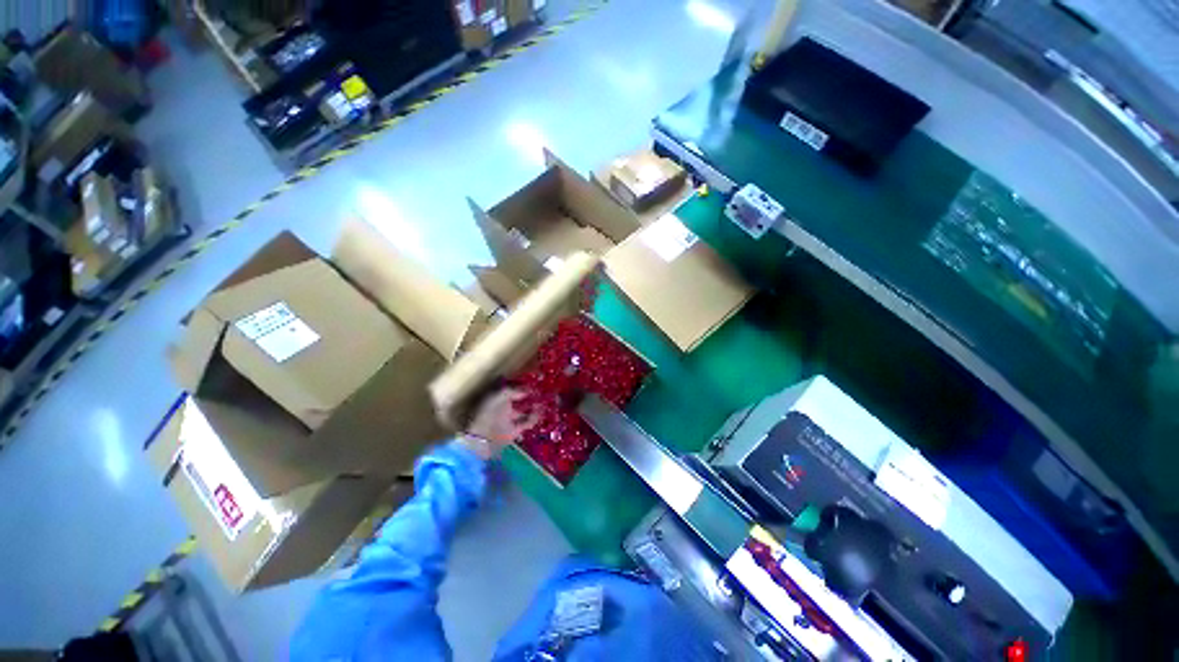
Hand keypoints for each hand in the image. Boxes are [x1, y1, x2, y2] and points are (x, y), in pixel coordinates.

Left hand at [459, 387, 538, 459]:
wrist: (482, 440)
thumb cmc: (487, 415)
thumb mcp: (497, 398)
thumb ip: (511, 391)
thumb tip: (526, 390)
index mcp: (495, 399)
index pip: (509, 389)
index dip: (520, 386)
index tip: (531, 383)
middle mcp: (501, 408)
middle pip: (517, 399)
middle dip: (528, 396)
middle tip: (539, 392)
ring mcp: (508, 420)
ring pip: (523, 411)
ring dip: (533, 407)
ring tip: (542, 402)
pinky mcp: (513, 431)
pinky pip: (526, 422)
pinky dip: (534, 418)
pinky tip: (540, 413)